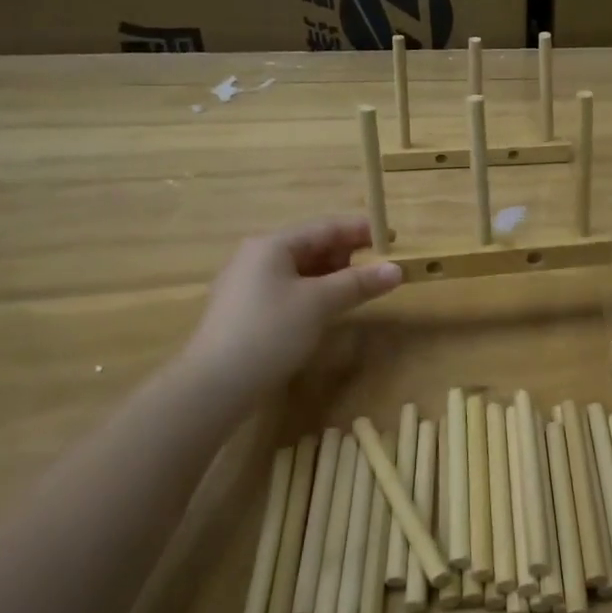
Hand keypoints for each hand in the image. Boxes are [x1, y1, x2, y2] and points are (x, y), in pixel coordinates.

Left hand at [184, 217, 401, 393]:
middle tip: (380, 267)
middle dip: (347, 254)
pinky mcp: (246, 310)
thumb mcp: (320, 303)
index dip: (361, 230)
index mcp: (272, 245)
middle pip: (311, 246)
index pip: (325, 227)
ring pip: (300, 270)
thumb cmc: (270, 332)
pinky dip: (314, 292)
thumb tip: (397, 269)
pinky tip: (329, 307)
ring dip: (333, 275)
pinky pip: (289, 289)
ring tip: (361, 287)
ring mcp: (248, 284)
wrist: (215, 384)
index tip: (391, 238)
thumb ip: (359, 283)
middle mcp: (257, 257)